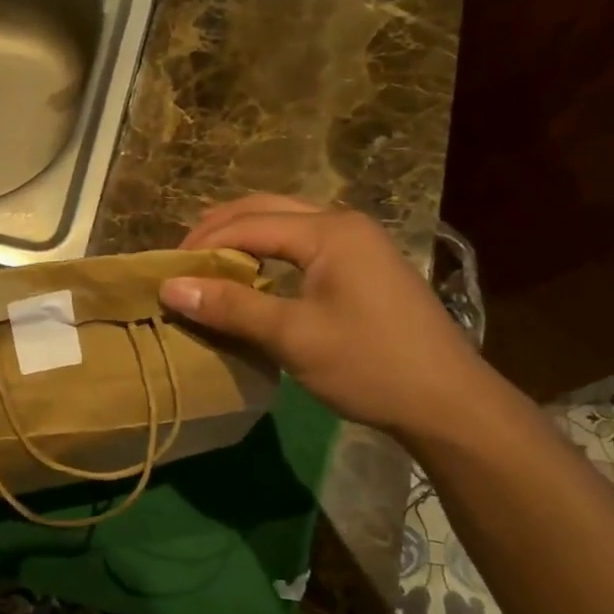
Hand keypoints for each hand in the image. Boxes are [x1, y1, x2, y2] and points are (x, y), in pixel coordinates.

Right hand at [160, 195, 484, 438]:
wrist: (448, 402)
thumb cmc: (369, 365)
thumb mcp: (293, 336)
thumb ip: (230, 306)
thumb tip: (169, 288)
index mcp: (329, 230)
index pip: (248, 224)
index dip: (201, 245)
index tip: (164, 272)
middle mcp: (343, 223)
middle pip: (265, 210)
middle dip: (218, 231)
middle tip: (180, 262)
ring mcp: (358, 243)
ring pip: (284, 225)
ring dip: (242, 240)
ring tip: (206, 267)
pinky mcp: (363, 266)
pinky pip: (302, 245)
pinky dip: (267, 255)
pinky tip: (251, 278)